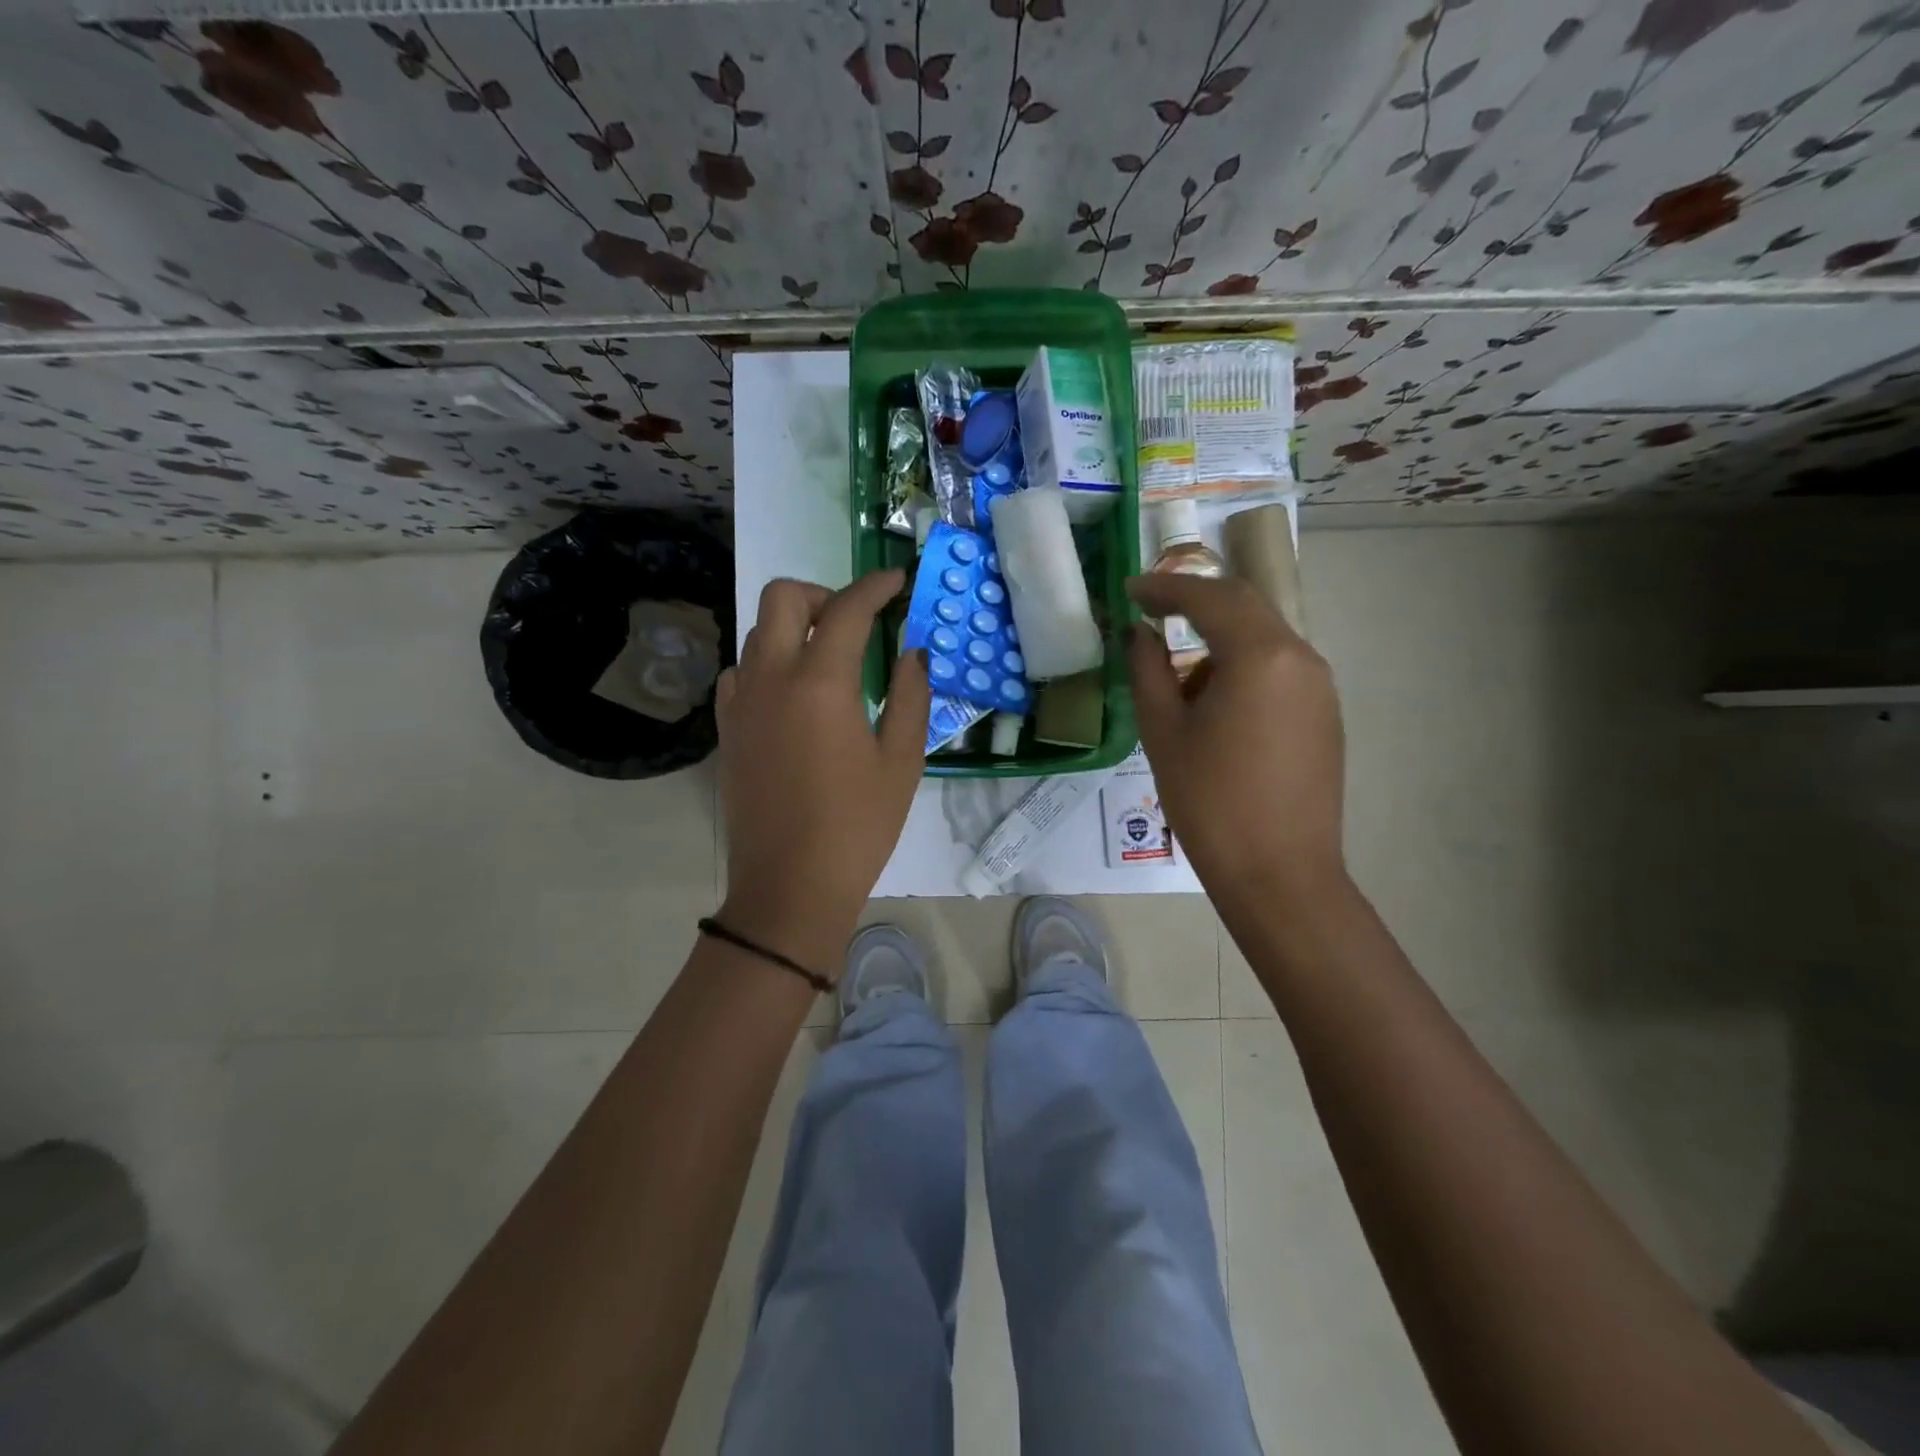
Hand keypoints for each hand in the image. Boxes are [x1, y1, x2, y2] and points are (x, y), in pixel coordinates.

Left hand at [714, 570, 929, 972]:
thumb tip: (912, 653)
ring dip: (795, 627)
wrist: (789, 887)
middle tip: (855, 623)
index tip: (896, 581)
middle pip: (783, 597)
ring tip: (829, 660)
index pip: (848, 610)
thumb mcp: (901, 762)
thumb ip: (911, 696)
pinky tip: (794, 694)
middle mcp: (771, 678)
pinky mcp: (727, 728)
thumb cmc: (857, 827)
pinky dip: (769, 662)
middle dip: (823, 595)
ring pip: (758, 631)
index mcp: (821, 684)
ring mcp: (741, 702)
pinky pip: (742, 670)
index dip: (876, 587)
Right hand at [1126, 572, 1346, 913]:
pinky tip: (1215, 704)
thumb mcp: (1163, 732)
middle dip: (1196, 602)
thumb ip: (1148, 670)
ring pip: (1264, 637)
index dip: (1166, 588)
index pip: (1209, 597)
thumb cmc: (1210, 802)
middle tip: (1152, 610)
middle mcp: (1301, 657)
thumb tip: (1140, 634)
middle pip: (1245, 605)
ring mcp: (1320, 686)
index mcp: (1260, 656)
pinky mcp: (1325, 714)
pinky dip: (1243, 665)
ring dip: (1220, 638)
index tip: (1131, 590)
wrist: (1279, 873)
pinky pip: (1280, 668)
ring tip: (1179, 676)